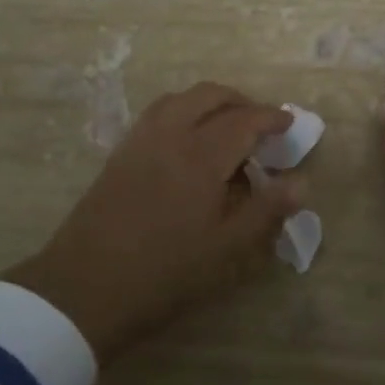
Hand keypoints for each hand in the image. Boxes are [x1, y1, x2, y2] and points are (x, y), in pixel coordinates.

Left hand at [4, 84, 301, 360]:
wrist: (83, 289)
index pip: (244, 120)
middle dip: (240, 101)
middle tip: (260, 124)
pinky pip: (157, 114)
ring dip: (209, 102)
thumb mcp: (225, 249)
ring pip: (180, 99)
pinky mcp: (119, 154)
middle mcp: (170, 135)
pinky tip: (187, 142)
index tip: (289, 124)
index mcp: (201, 155)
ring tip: (225, 126)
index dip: (270, 118)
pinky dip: (182, 111)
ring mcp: (140, 141)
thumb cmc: (164, 273)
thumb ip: (265, 210)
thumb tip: (301, 183)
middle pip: (210, 96)